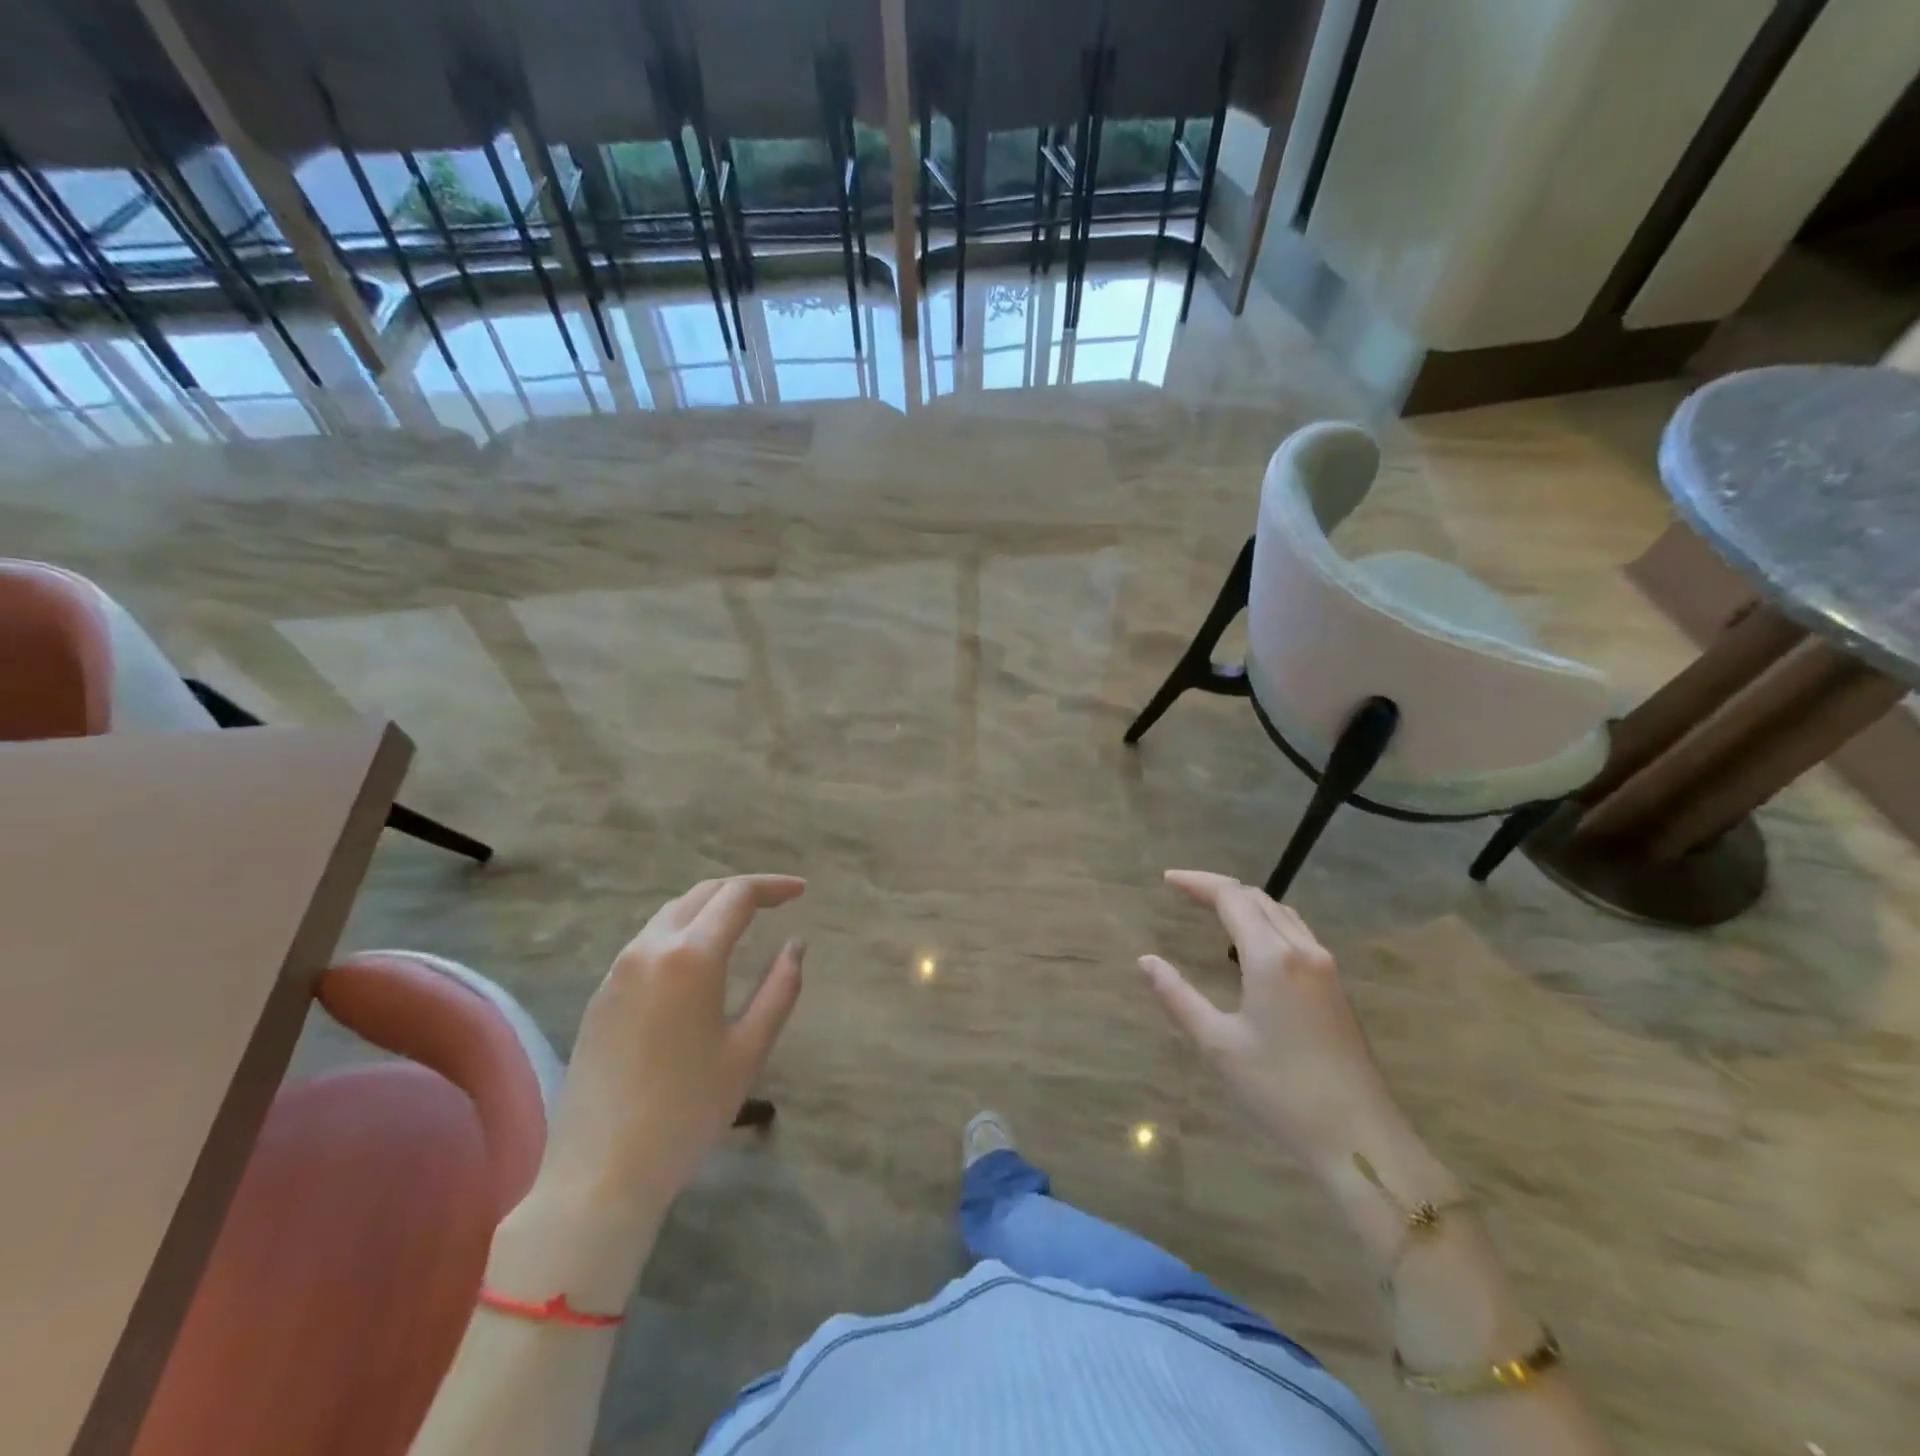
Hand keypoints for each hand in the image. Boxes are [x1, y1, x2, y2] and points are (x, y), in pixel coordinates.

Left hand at [537, 874, 806, 1212]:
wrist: (599, 1172)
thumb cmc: (687, 1111)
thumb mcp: (749, 1050)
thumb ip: (780, 989)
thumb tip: (795, 945)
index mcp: (691, 956)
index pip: (737, 895)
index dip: (773, 886)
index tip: (801, 891)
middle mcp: (650, 948)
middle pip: (701, 894)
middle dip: (742, 890)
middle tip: (778, 901)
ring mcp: (618, 970)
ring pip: (670, 914)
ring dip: (709, 907)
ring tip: (741, 922)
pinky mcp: (601, 994)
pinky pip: (647, 942)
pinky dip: (681, 931)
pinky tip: (697, 958)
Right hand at [1139, 869, 1402, 1173]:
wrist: (1362, 1140)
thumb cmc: (1282, 1091)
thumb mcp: (1218, 1044)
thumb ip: (1178, 997)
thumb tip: (1145, 961)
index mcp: (1272, 957)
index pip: (1231, 897)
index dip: (1198, 883)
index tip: (1167, 880)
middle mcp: (1303, 951)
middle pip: (1259, 899)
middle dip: (1219, 889)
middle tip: (1184, 893)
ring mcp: (1326, 970)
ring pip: (1282, 915)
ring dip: (1246, 904)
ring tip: (1214, 912)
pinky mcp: (1336, 990)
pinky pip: (1297, 935)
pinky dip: (1267, 924)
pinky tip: (1253, 950)